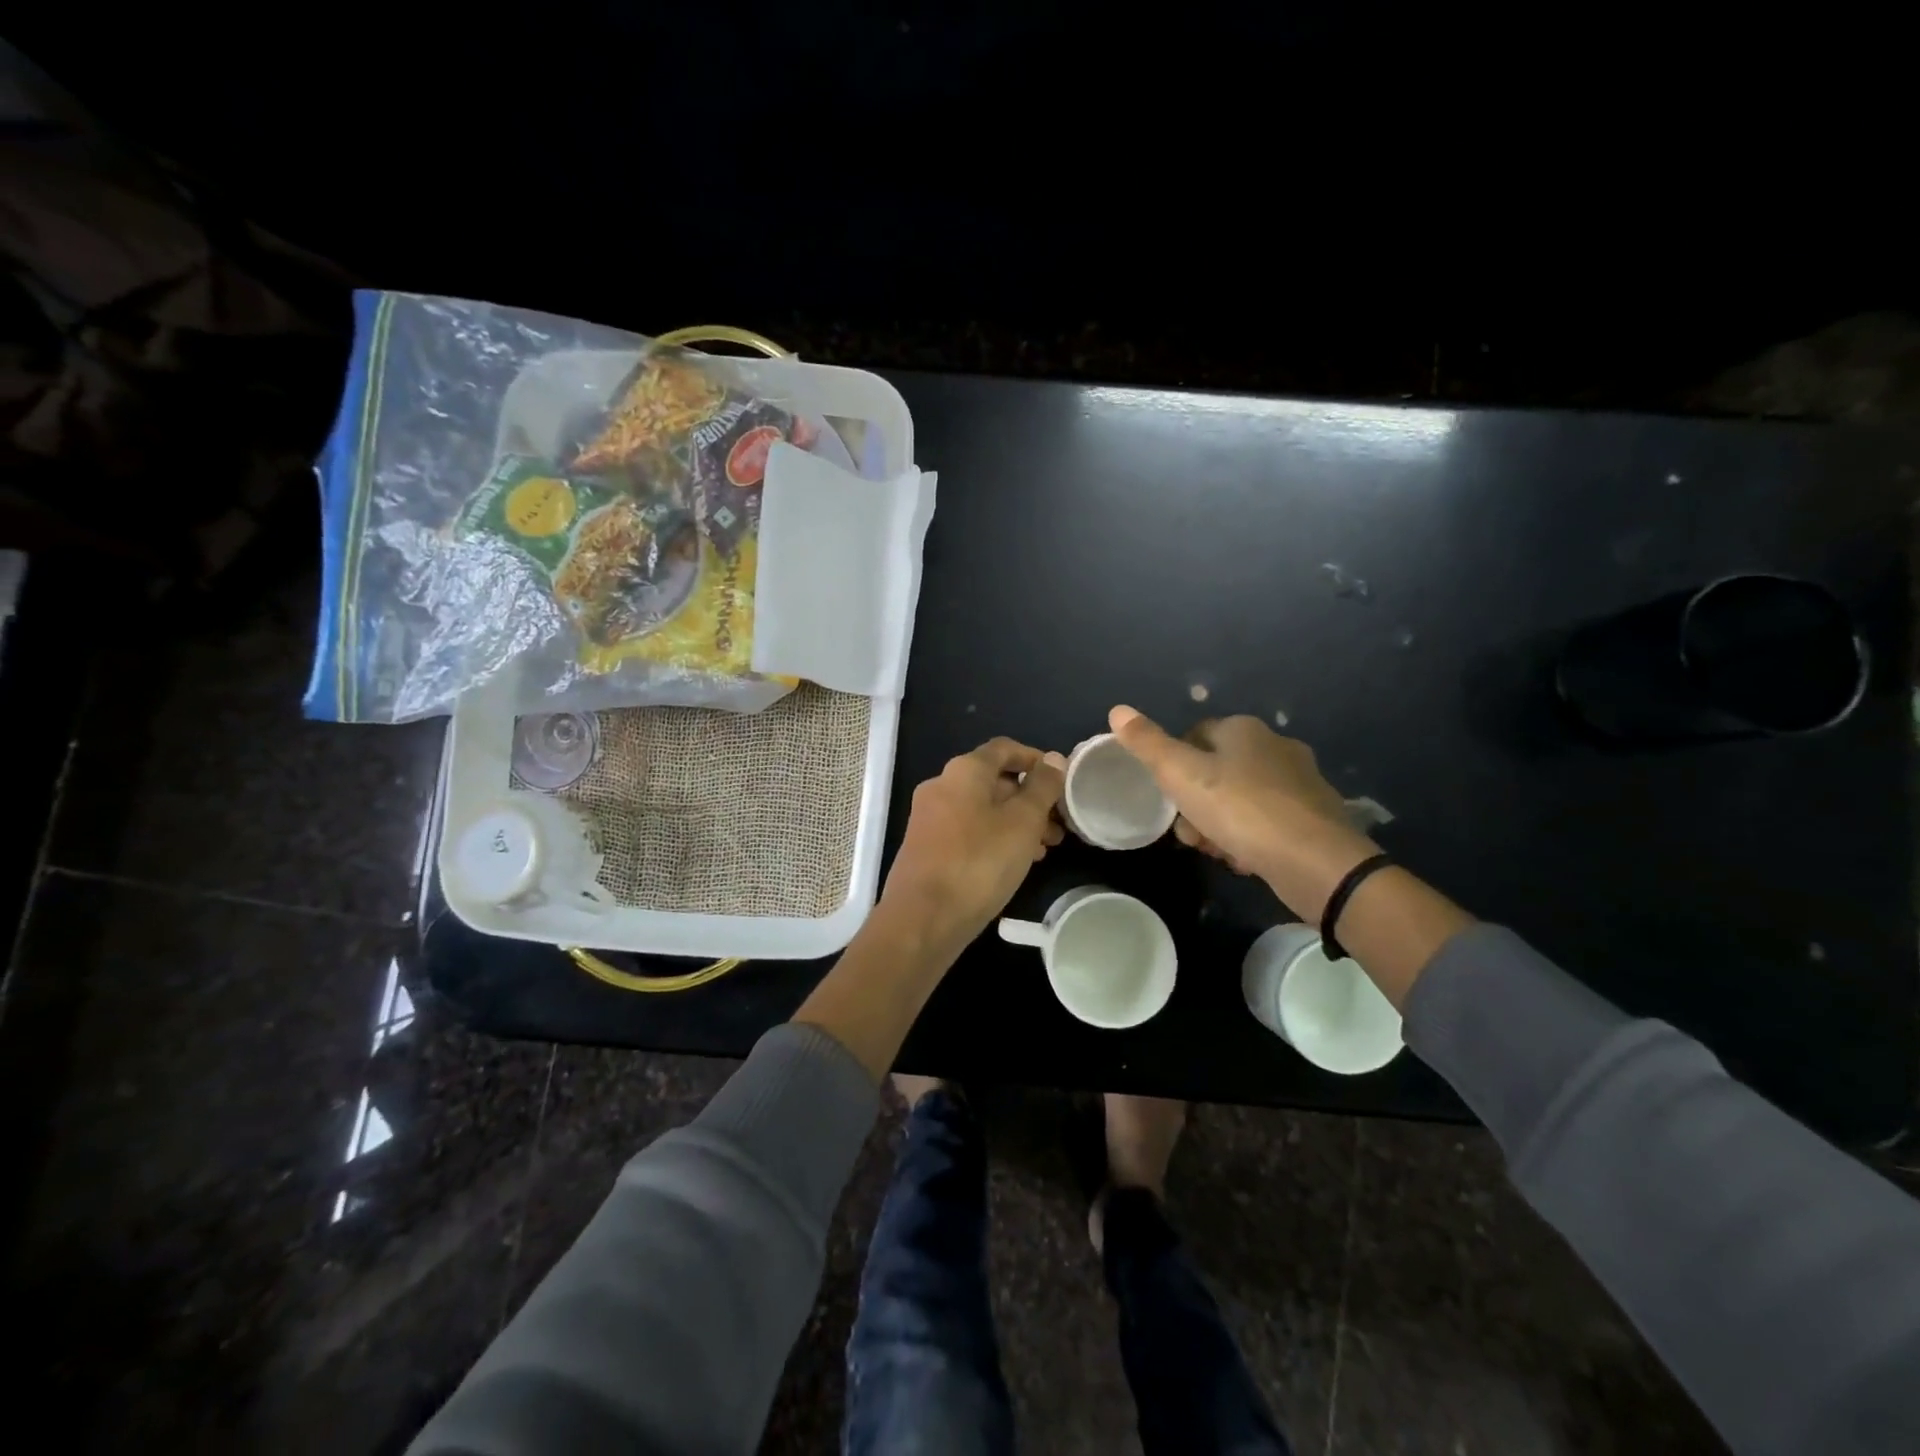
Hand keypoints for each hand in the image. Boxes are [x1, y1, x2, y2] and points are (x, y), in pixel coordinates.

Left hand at [879, 738, 1066, 953]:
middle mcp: (941, 786)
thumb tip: (1054, 759)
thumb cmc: (979, 862)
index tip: (1061, 780)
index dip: (1035, 759)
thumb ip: (1042, 788)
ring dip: (1016, 822)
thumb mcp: (1023, 822)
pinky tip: (1016, 863)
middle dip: (1030, 798)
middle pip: (994, 780)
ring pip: (983, 809)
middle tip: (1060, 824)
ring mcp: (930, 818)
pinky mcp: (927, 847)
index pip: (1004, 748)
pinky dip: (995, 837)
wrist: (923, 918)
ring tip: (1046, 848)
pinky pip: (969, 830)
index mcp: (963, 771)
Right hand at [1108, 705, 1376, 917]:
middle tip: (1190, 834)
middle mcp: (1275, 746)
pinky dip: (1250, 838)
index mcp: (1243, 729)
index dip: (1174, 768)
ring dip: (1219, 824)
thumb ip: (1148, 744)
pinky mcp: (1315, 815)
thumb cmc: (1241, 809)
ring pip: (1240, 798)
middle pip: (1216, 771)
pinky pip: (1267, 821)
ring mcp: (1300, 781)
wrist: (1315, 862)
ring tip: (1216, 851)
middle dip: (1196, 804)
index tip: (1168, 799)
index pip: (1194, 735)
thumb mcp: (1181, 775)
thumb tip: (1117, 709)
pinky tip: (1244, 859)